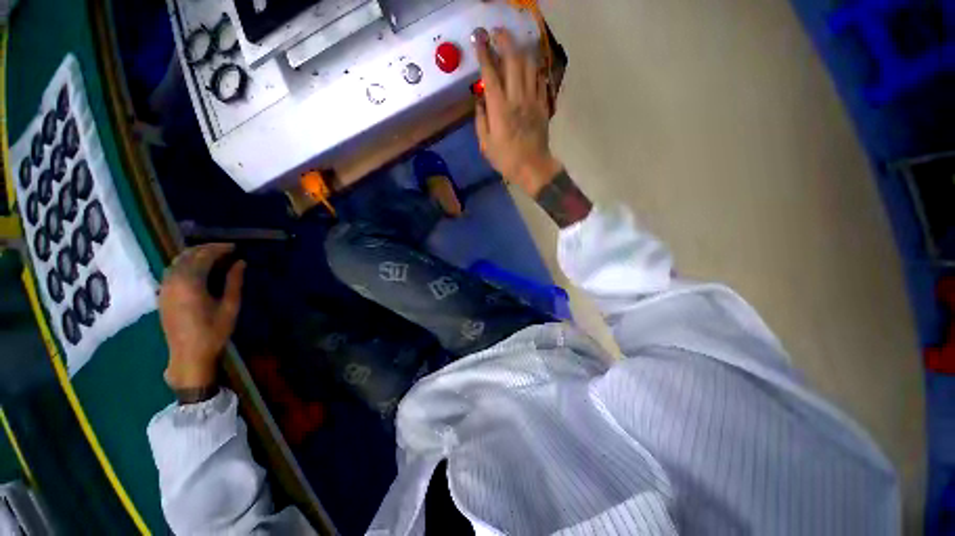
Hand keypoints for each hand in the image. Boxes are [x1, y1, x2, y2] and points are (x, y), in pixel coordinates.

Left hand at [159, 243, 244, 390]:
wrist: (189, 355)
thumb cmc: (214, 331)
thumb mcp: (230, 306)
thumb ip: (234, 282)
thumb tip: (240, 262)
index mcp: (191, 283)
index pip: (204, 256)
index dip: (219, 249)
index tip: (235, 247)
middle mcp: (173, 281)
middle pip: (187, 255)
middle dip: (206, 248)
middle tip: (225, 249)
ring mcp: (165, 288)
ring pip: (177, 261)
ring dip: (194, 254)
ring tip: (212, 256)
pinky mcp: (162, 295)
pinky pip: (171, 271)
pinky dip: (184, 264)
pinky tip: (196, 269)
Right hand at [474, 28, 563, 195]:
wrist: (532, 167)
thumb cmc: (506, 159)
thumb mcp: (485, 144)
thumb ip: (480, 120)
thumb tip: (480, 100)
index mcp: (499, 109)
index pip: (491, 73)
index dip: (484, 53)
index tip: (479, 39)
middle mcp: (517, 98)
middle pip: (514, 60)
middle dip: (505, 41)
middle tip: (497, 34)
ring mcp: (533, 100)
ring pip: (530, 65)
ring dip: (521, 51)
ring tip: (514, 47)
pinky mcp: (543, 105)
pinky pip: (541, 80)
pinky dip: (535, 70)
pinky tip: (529, 68)